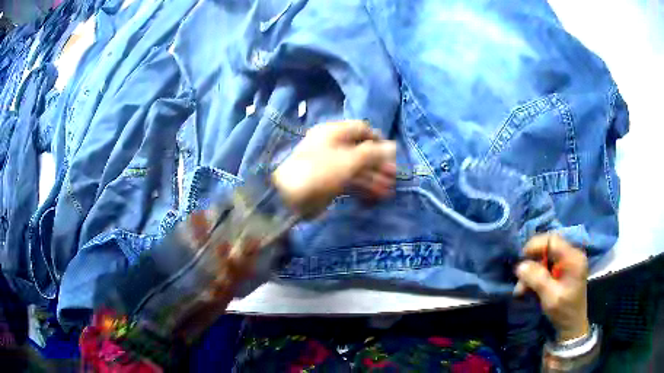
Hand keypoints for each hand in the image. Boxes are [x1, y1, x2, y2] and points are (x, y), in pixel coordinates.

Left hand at [273, 120, 396, 217]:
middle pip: (361, 150)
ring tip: (389, 190)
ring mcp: (331, 164)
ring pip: (357, 167)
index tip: (392, 154)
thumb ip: (373, 153)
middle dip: (378, 163)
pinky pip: (350, 180)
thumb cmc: (320, 171)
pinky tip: (376, 196)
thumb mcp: (349, 159)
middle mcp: (333, 145)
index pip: (362, 129)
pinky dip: (363, 187)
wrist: (289, 196)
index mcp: (334, 132)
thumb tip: (393, 146)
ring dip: (373, 177)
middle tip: (394, 176)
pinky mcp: (329, 181)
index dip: (378, 140)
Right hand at [514, 234, 589, 341]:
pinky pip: (547, 266)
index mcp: (573, 258)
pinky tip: (528, 289)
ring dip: (532, 272)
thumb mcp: (550, 297)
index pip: (552, 240)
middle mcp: (572, 255)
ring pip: (545, 259)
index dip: (535, 245)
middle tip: (519, 280)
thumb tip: (520, 265)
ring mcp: (568, 263)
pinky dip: (536, 276)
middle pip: (548, 249)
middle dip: (532, 263)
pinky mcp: (564, 270)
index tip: (521, 259)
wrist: (572, 326)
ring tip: (521, 290)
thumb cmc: (564, 311)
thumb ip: (537, 279)